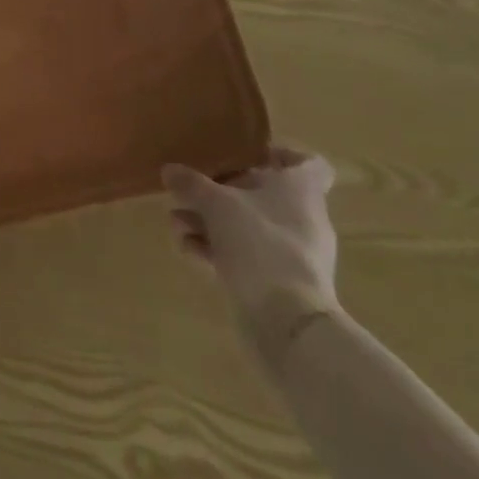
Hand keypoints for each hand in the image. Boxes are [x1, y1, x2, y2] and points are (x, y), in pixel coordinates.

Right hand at [164, 149, 340, 362]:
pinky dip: (217, 249)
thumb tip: (169, 170)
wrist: (287, 323)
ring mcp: (292, 253)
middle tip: (191, 190)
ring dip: (210, 222)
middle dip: (221, 191)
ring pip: (248, 225)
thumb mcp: (217, 204)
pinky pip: (245, 255)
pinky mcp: (278, 283)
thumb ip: (192, 184)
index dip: (281, 155)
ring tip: (176, 222)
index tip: (246, 154)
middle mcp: (302, 218)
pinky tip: (187, 249)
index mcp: (301, 190)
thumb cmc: (260, 244)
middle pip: (264, 193)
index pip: (309, 164)